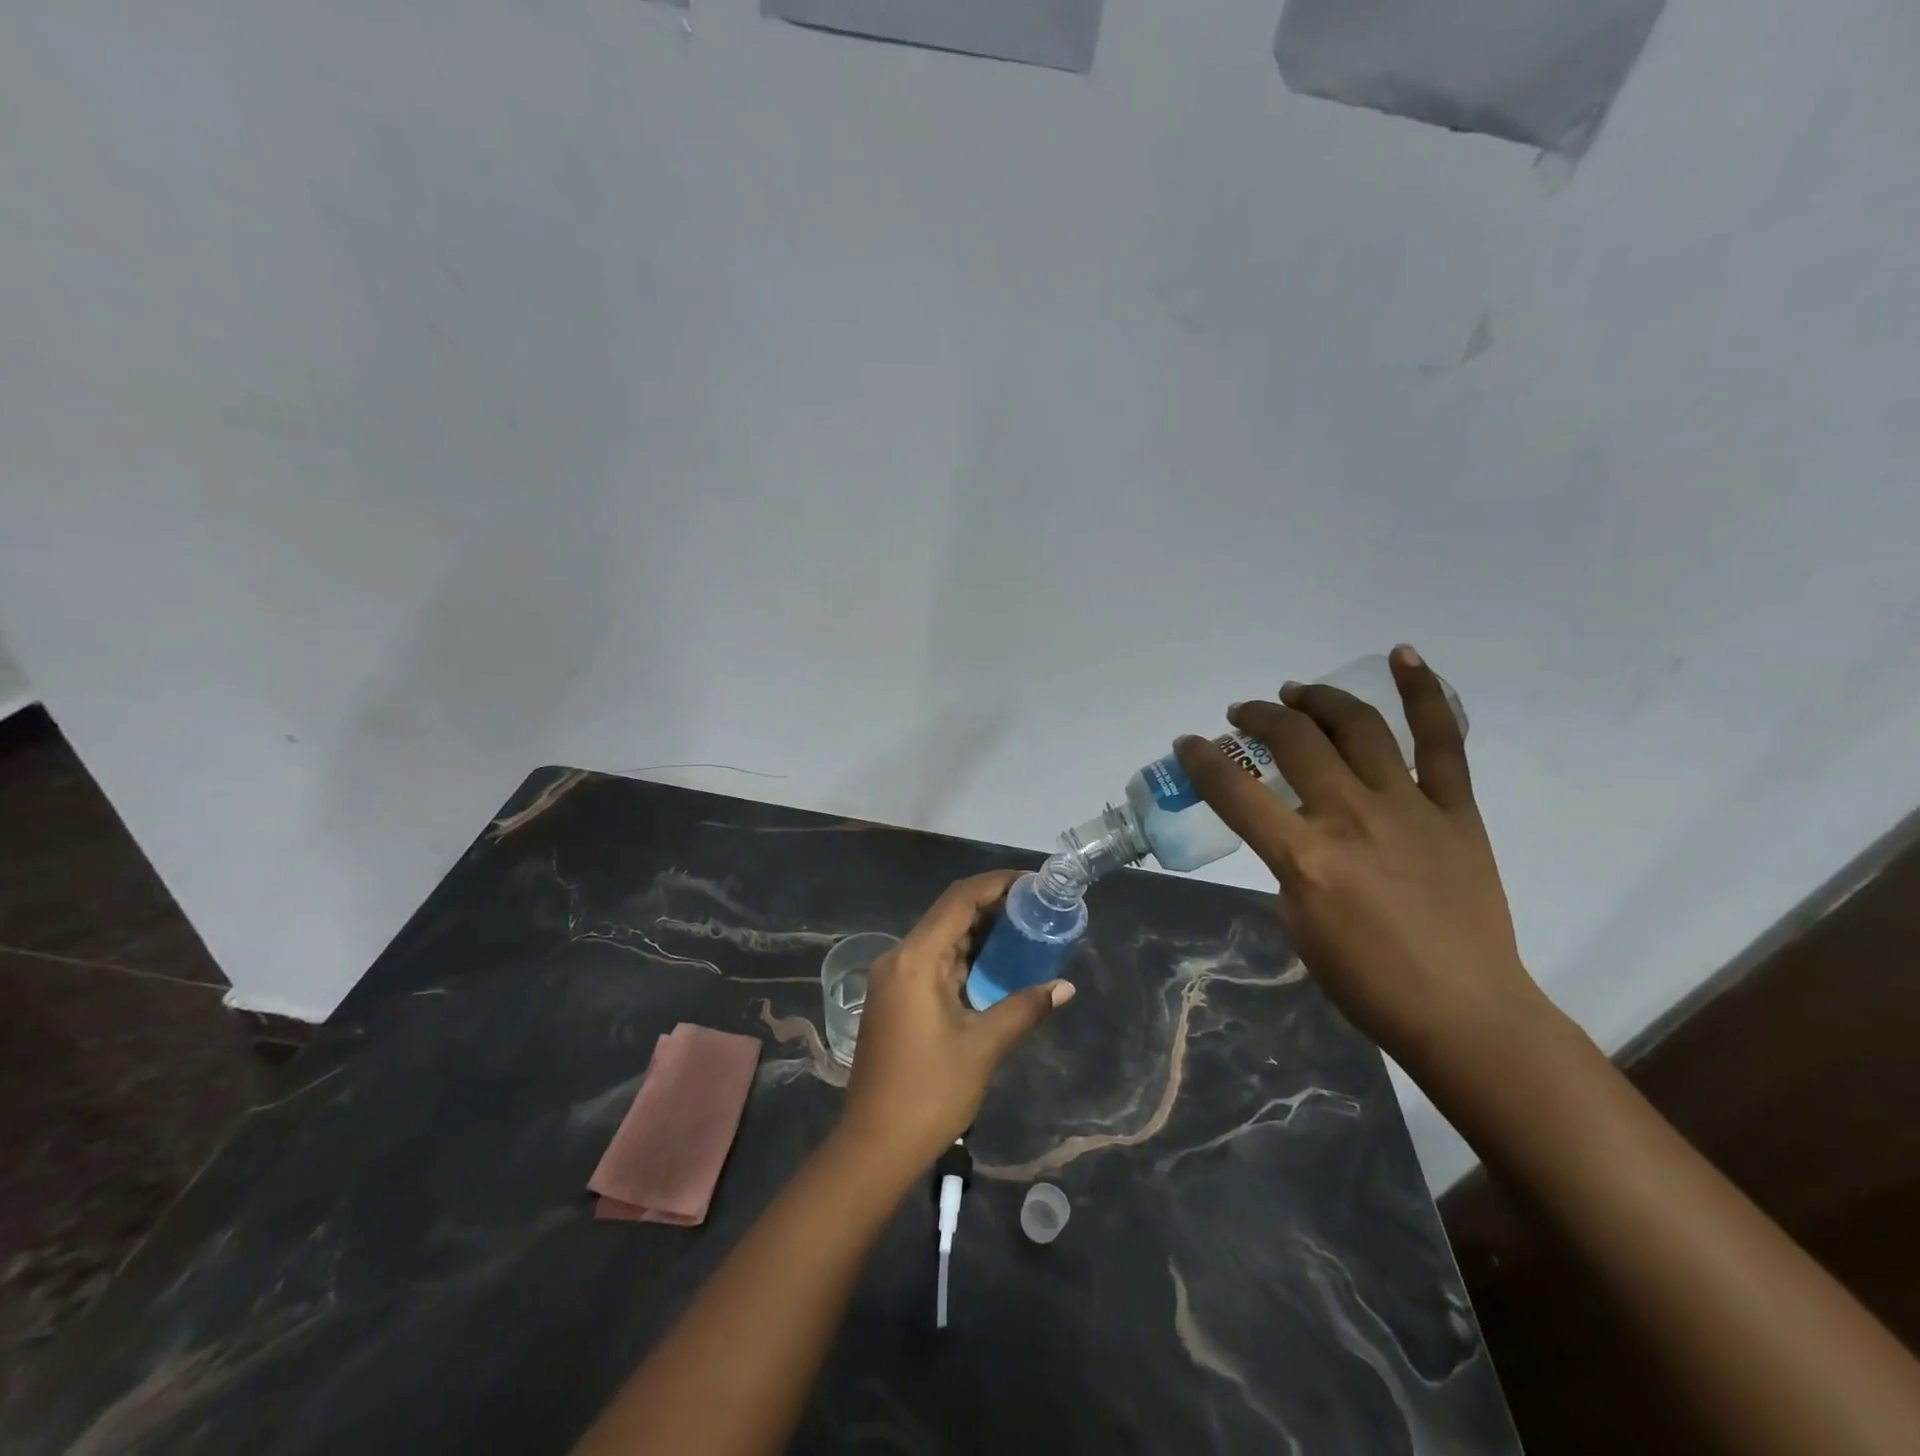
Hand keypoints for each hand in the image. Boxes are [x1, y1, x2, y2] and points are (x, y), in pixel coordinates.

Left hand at [839, 871, 1074, 1168]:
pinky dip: (966, 957)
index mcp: (916, 958)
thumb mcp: (983, 1046)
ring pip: (943, 938)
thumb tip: (1065, 987)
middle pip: (950, 914)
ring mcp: (894, 977)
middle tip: (1038, 908)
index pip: (959, 900)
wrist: (874, 1145)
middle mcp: (900, 957)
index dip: (997, 884)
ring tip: (1026, 930)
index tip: (1034, 882)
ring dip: (981, 932)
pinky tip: (997, 965)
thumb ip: (1024, 1008)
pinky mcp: (896, 997)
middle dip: (993, 906)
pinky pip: (935, 962)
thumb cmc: (930, 1092)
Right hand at [1175, 645, 1550, 1082]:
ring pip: (1358, 727)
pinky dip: (1424, 694)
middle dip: (1260, 716)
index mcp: (1304, 857)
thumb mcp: (1297, 925)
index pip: (1236, 791)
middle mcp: (1351, 818)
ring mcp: (1409, 808)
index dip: (1202, 759)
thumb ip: (1289, 866)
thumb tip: (1296, 833)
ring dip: (1319, 699)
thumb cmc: (1367, 983)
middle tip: (1246, 713)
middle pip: (1296, 741)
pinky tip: (1403, 657)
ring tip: (1296, 692)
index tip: (1188, 742)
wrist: (1464, 1013)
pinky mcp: (1456, 811)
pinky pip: (1442, 742)